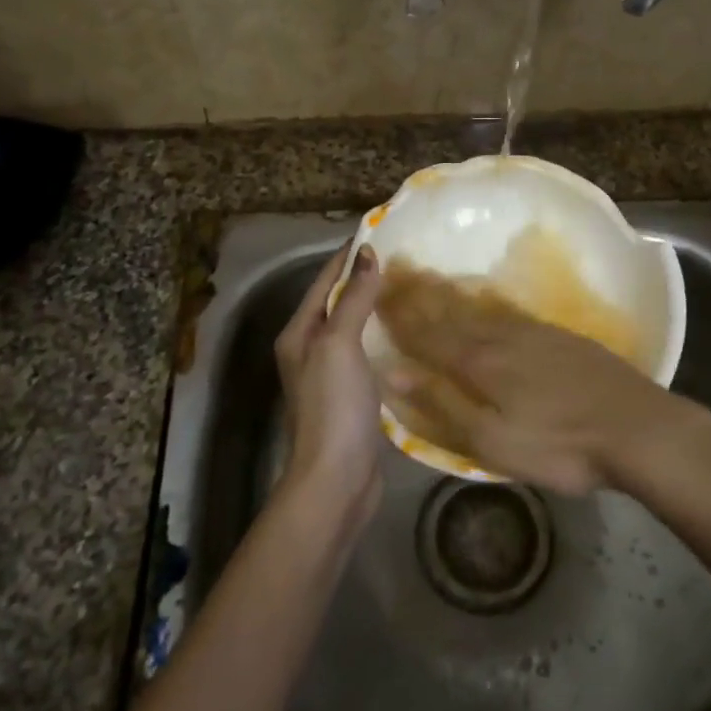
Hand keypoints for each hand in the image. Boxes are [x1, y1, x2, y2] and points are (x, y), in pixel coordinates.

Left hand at [275, 245, 384, 527]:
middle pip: (339, 302)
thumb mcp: (339, 344)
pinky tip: (409, 332)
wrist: (337, 479)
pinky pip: (369, 353)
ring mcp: (331, 375)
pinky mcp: (353, 396)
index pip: (325, 280)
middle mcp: (310, 349)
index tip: (380, 231)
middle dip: (365, 278)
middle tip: (404, 257)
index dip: (349, 255)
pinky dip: (385, 337)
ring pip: (355, 328)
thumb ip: (353, 298)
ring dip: (376, 307)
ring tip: (411, 287)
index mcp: (299, 333)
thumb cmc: (333, 406)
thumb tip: (367, 254)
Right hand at [376, 261, 696, 494]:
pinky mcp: (558, 336)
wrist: (636, 426)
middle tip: (394, 270)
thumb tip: (393, 372)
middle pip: (451, 312)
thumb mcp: (493, 441)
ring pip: (478, 308)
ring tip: (427, 277)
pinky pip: (506, 310)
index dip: (399, 316)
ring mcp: (533, 332)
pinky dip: (483, 301)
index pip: (427, 334)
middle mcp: (500, 338)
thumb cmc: (560, 445)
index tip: (375, 292)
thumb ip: (442, 405)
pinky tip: (483, 300)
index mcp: (479, 363)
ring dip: (448, 293)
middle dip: (419, 293)